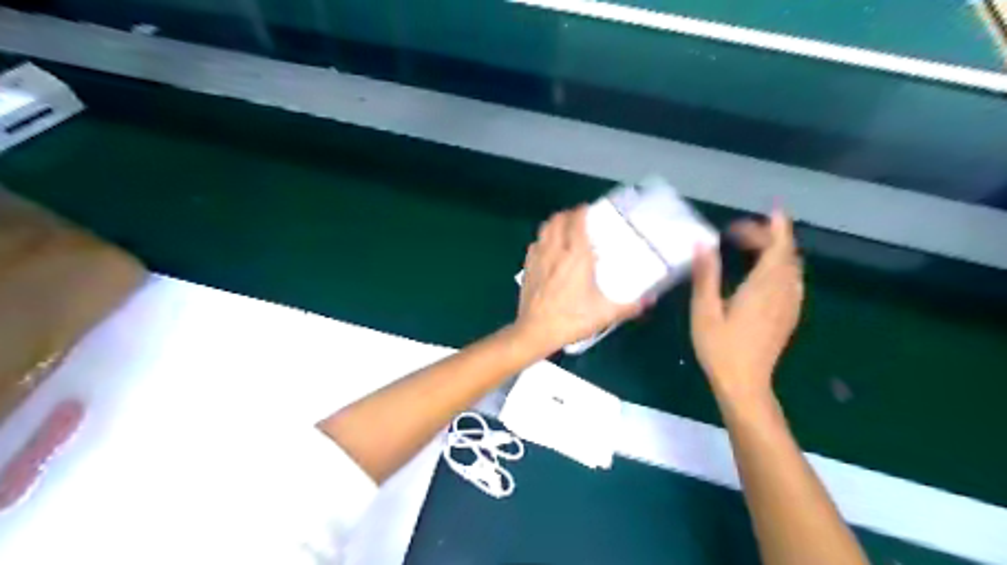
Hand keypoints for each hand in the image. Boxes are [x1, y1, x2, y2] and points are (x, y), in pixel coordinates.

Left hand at [511, 206, 644, 355]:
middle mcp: (555, 250)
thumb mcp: (605, 314)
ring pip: (544, 229)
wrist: (535, 332)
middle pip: (558, 219)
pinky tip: (549, 250)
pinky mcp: (527, 268)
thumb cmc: (571, 319)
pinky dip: (543, 239)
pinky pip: (535, 244)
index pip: (577, 221)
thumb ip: (629, 305)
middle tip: (581, 219)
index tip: (591, 210)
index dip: (583, 211)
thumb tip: (650, 300)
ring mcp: (538, 258)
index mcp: (576, 256)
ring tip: (566, 230)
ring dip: (555, 224)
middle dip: (569, 214)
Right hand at [693, 208, 803, 400]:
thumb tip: (703, 243)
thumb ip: (706, 275)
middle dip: (769, 237)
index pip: (778, 248)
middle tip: (738, 233)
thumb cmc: (719, 348)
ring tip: (751, 247)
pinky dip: (782, 267)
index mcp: (762, 288)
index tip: (769, 210)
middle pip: (786, 255)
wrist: (745, 384)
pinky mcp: (788, 317)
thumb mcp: (704, 311)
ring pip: (792, 268)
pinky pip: (792, 282)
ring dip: (777, 251)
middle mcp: (781, 293)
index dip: (776, 227)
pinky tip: (765, 273)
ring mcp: (789, 306)